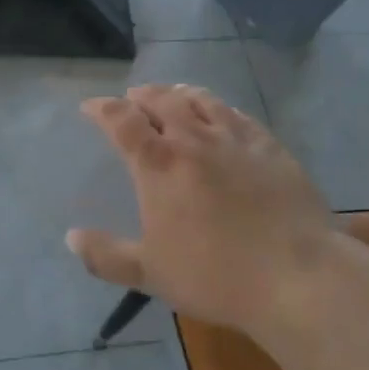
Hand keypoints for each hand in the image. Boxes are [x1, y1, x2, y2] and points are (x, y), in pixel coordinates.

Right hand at [68, 85, 337, 336]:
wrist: (297, 275)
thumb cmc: (215, 275)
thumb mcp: (151, 273)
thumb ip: (107, 256)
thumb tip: (71, 238)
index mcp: (159, 165)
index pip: (122, 121)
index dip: (103, 108)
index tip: (91, 106)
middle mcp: (194, 139)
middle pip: (162, 100)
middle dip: (141, 95)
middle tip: (132, 99)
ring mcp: (235, 139)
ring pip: (201, 100)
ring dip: (179, 93)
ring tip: (172, 96)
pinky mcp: (270, 146)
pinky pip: (238, 114)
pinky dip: (220, 107)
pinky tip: (222, 114)